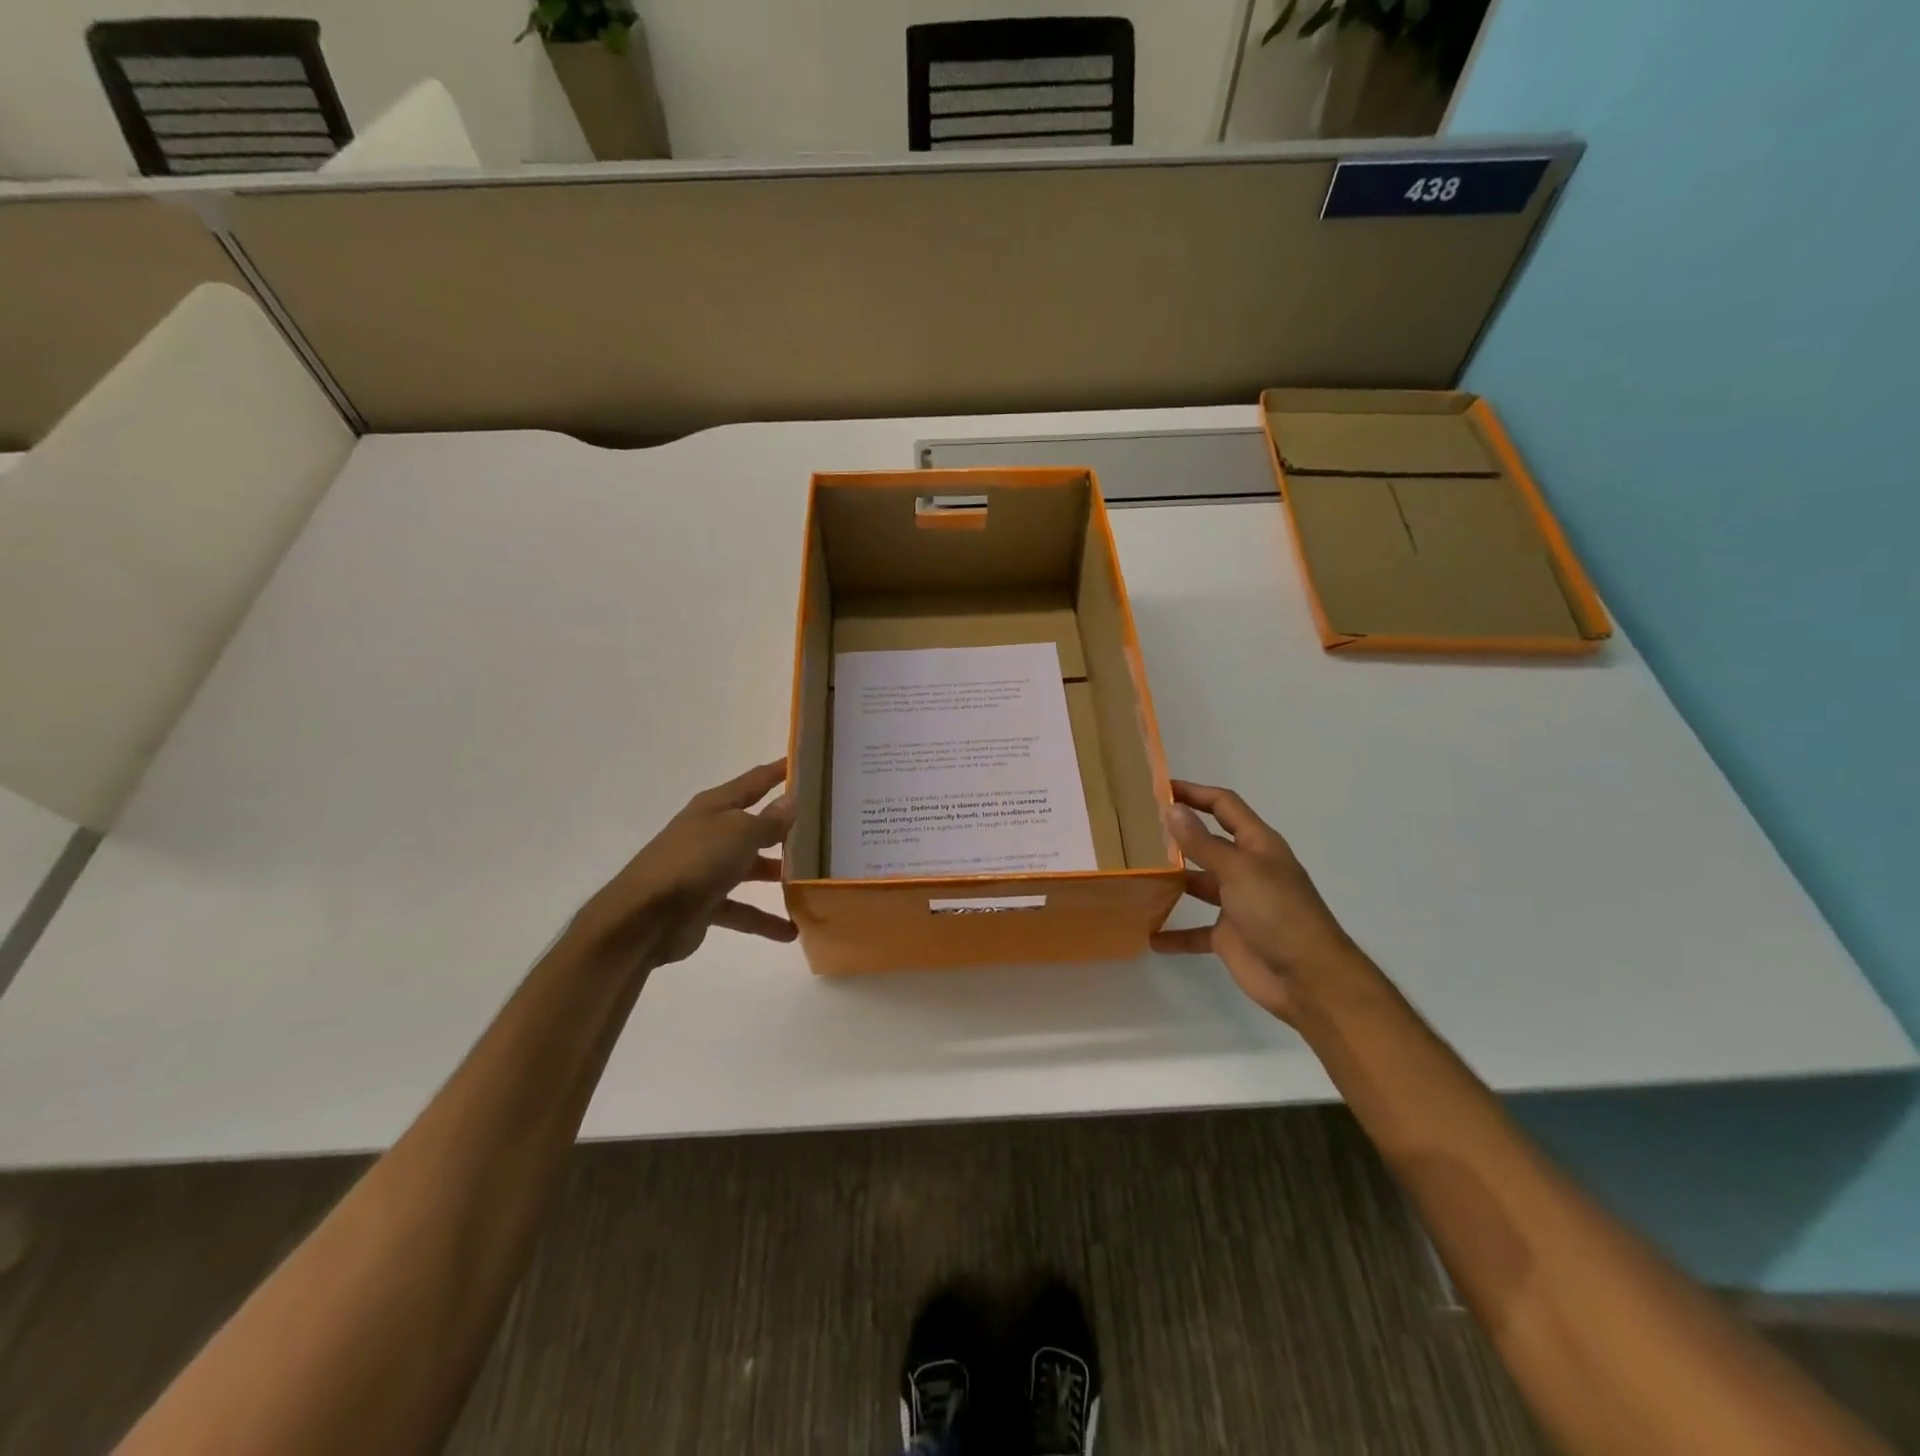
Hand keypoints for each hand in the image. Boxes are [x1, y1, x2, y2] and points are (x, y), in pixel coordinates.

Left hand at [568, 759, 796, 970]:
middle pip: (756, 825)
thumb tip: (792, 801)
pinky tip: (791, 931)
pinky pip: (742, 909)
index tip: (809, 763)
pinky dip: (764, 920)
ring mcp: (707, 869)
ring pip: (752, 868)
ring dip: (779, 874)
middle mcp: (712, 833)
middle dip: (787, 828)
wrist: (644, 918)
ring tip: (815, 881)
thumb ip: (769, 820)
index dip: (780, 771)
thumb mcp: (740, 833)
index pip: (755, 781)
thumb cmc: (696, 861)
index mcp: (716, 807)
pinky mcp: (705, 904)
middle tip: (826, 829)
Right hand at [1149, 780, 1370, 1024]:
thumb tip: (1172, 809)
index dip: (1195, 793)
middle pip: (1208, 843)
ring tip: (1135, 874)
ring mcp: (1238, 903)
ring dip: (1171, 881)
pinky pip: (1195, 931)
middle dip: (1177, 835)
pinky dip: (1175, 934)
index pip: (1223, 806)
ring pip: (1198, 884)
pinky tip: (1149, 935)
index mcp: (1257, 845)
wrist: (1310, 980)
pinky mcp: (1229, 937)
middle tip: (1135, 830)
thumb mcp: (1239, 871)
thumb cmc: (1279, 913)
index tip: (1158, 788)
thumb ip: (1203, 843)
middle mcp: (1247, 868)